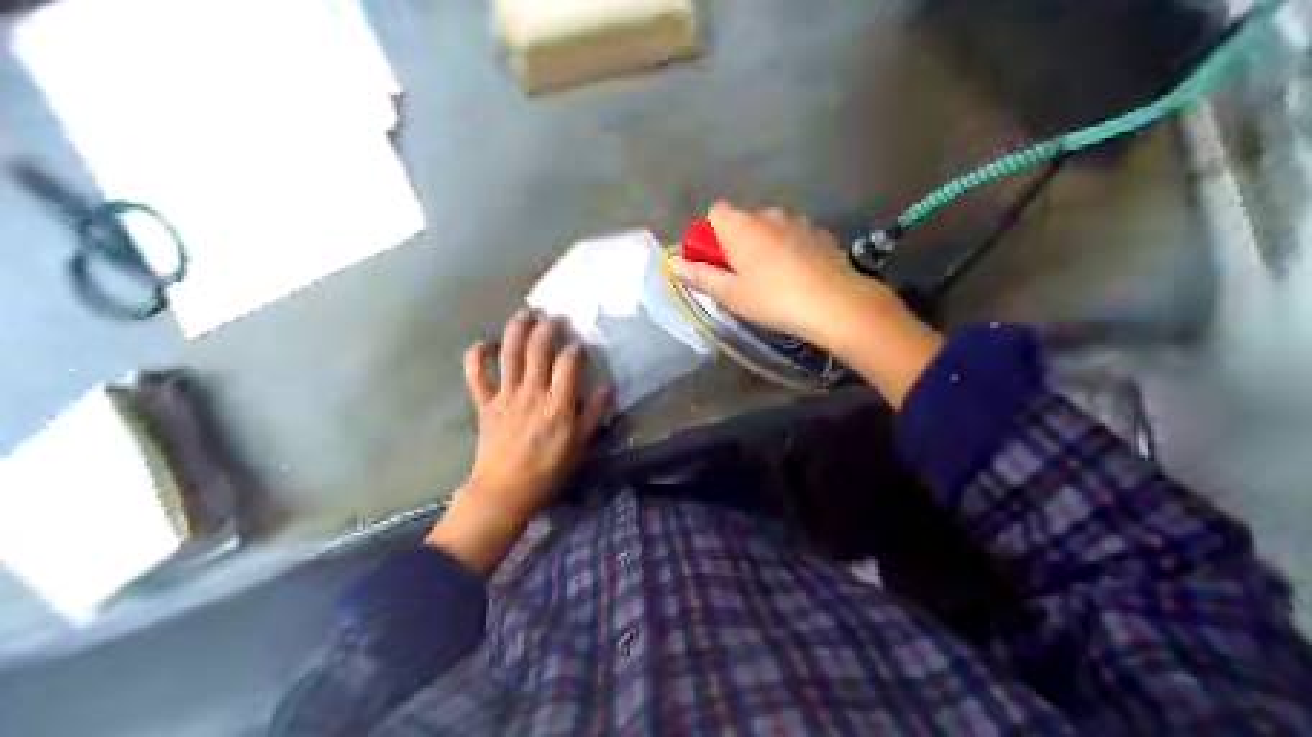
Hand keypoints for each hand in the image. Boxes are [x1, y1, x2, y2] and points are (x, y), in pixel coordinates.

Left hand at [431, 310, 614, 575]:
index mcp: (557, 403)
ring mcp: (505, 394)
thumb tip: (608, 386)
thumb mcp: (579, 445)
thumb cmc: (547, 471)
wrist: (504, 491)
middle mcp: (531, 391)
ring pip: (509, 352)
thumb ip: (594, 414)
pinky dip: (478, 354)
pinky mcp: (484, 402)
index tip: (581, 344)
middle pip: (539, 348)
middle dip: (549, 327)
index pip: (568, 362)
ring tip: (526, 314)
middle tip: (557, 318)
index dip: (576, 347)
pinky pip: (476, 373)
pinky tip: (487, 342)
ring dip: (517, 329)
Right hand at [676, 201, 943, 409]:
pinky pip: (795, 236)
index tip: (718, 262)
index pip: (715, 212)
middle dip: (739, 243)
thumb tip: (673, 265)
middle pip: (743, 221)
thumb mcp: (731, 295)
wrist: (835, 303)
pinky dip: (792, 250)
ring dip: (767, 246)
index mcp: (740, 225)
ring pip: (771, 229)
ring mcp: (797, 220)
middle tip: (744, 278)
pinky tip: (800, 277)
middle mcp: (767, 214)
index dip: (712, 236)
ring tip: (776, 280)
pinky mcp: (821, 232)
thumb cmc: (773, 299)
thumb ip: (701, 276)